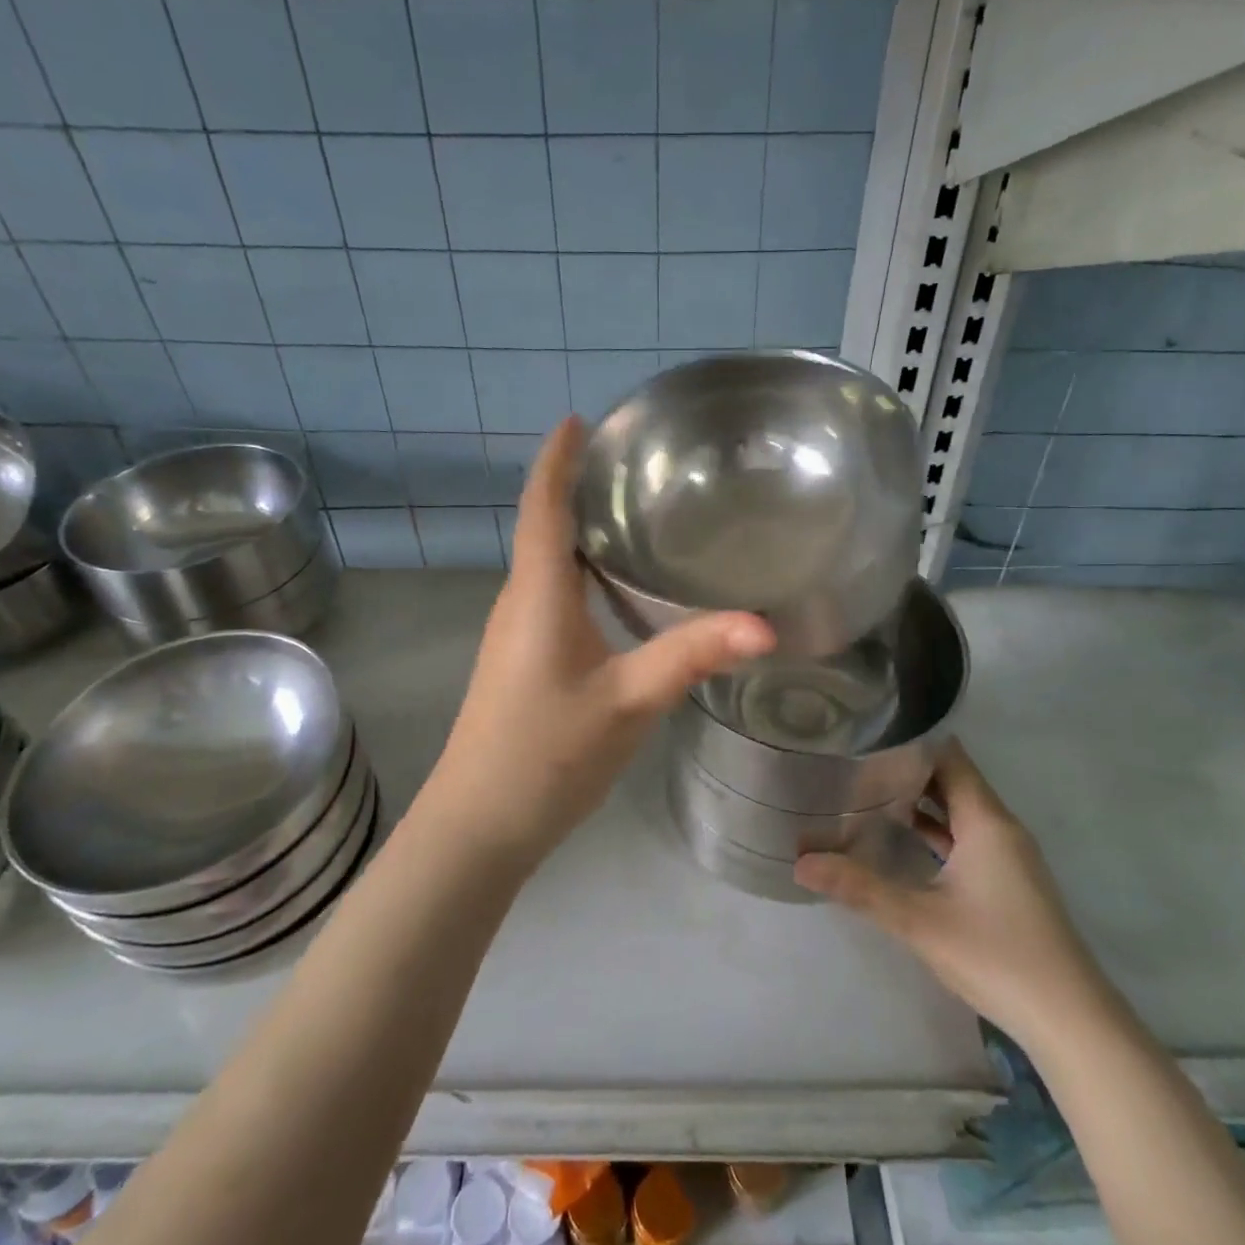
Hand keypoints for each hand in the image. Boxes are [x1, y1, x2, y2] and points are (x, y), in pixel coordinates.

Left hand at [426, 418, 774, 859]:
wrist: (479, 825)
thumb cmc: (545, 753)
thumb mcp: (628, 702)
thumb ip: (692, 657)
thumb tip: (765, 625)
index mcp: (538, 594)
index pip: (543, 506)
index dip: (558, 459)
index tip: (580, 419)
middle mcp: (520, 601)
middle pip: (545, 527)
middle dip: (579, 486)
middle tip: (635, 463)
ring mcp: (516, 633)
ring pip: (549, 563)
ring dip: (582, 531)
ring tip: (636, 513)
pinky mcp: (522, 659)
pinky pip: (553, 595)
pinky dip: (584, 573)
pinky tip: (621, 591)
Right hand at [794, 739, 1107, 1044]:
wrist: (1070, 1020)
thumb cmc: (996, 955)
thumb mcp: (918, 920)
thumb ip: (859, 887)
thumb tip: (800, 862)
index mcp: (986, 820)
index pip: (948, 756)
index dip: (911, 740)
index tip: (866, 732)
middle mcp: (1000, 827)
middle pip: (952, 779)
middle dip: (907, 768)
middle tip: (854, 759)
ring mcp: (1007, 856)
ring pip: (958, 810)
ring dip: (920, 800)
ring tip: (867, 790)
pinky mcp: (1006, 881)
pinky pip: (966, 837)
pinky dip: (935, 830)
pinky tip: (900, 838)